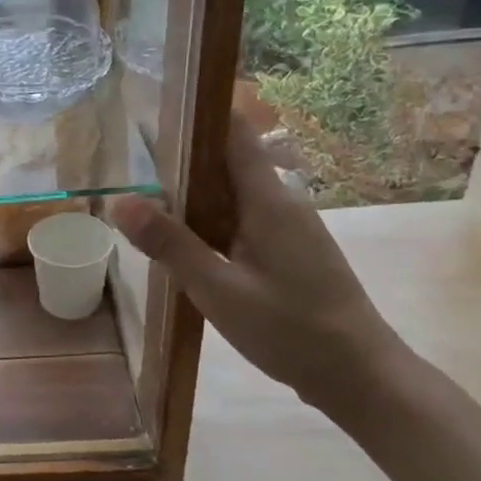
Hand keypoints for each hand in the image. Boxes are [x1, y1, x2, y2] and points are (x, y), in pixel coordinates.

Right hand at [110, 115, 404, 411]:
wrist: (360, 376)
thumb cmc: (291, 329)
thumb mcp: (219, 289)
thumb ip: (170, 244)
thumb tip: (120, 200)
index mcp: (268, 199)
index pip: (233, 130)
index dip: (196, 111)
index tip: (153, 104)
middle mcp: (280, 201)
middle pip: (226, 157)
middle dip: (180, 151)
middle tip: (129, 152)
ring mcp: (286, 226)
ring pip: (231, 189)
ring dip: (190, 186)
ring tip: (142, 189)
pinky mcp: (285, 250)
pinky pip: (239, 216)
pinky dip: (206, 215)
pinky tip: (180, 236)